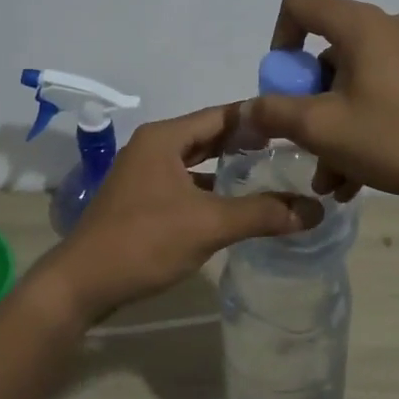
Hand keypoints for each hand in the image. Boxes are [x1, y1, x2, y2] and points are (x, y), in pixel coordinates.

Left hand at [38, 104, 322, 322]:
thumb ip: (262, 213)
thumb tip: (315, 210)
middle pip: (208, 136)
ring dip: (227, 167)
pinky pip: (184, 184)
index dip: (258, 118)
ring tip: (269, 173)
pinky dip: (209, 188)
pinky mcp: (141, 200)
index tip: (294, 122)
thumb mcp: (208, 224)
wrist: (82, 283)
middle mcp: (152, 147)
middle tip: (289, 148)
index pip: (221, 115)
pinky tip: (233, 204)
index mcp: (164, 138)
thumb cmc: (144, 242)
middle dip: (245, 142)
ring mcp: (143, 174)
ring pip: (195, 162)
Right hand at [251, 0, 398, 207]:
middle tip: (305, 144)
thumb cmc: (396, 139)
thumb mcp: (322, 129)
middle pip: (324, 51)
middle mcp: (386, 28)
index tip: (283, 86)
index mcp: (360, 26)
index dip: (279, 40)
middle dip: (306, 102)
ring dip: (331, 127)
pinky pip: (377, 94)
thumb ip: (274, 113)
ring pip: (350, 82)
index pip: (300, 3)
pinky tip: (355, 177)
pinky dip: (359, 127)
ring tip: (330, 179)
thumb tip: (247, 108)